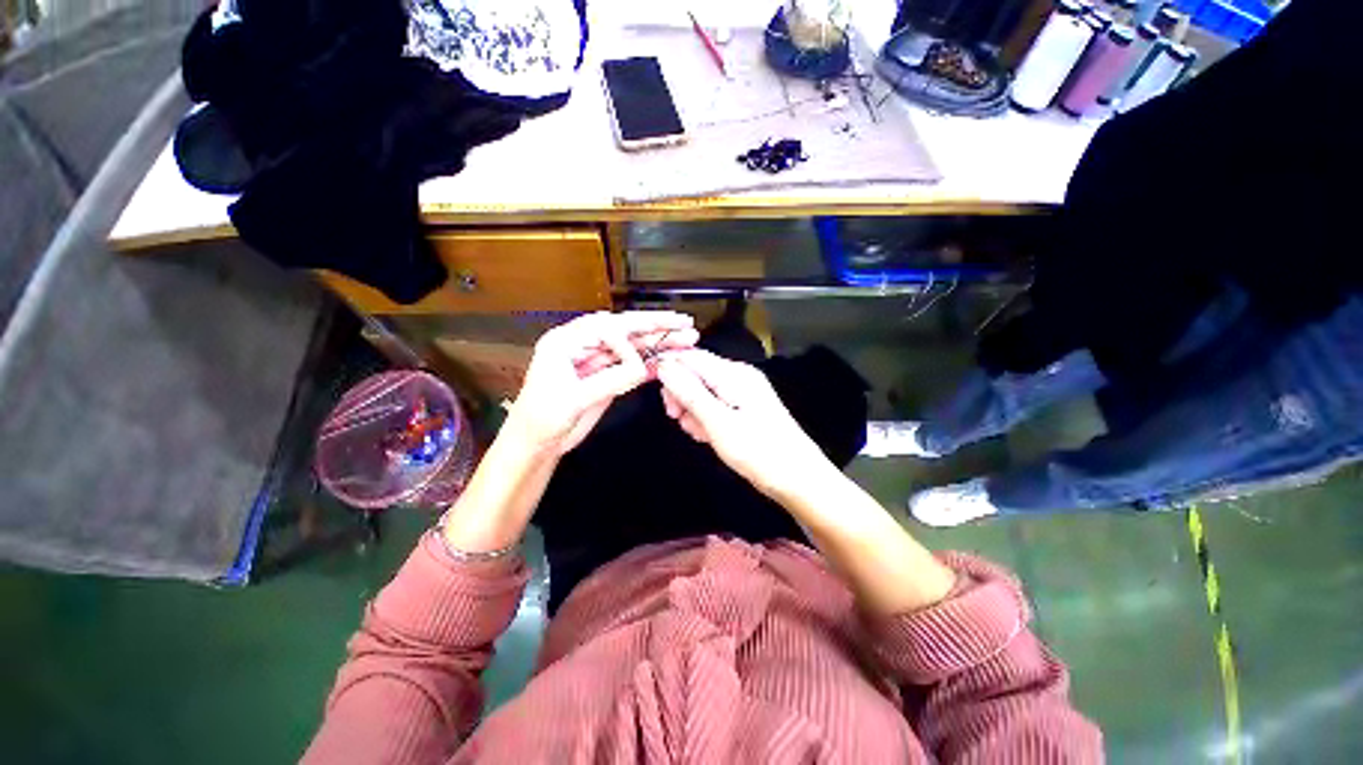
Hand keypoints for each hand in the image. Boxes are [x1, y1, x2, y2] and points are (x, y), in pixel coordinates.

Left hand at [505, 311, 697, 456]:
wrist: (536, 444)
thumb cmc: (540, 419)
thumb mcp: (573, 399)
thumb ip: (610, 380)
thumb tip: (642, 367)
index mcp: (565, 341)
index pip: (606, 327)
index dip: (630, 336)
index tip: (641, 359)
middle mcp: (582, 345)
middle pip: (623, 330)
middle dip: (654, 326)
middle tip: (682, 322)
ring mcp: (596, 361)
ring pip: (631, 347)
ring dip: (657, 344)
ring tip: (685, 339)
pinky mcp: (606, 377)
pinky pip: (631, 367)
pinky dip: (649, 364)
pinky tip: (666, 361)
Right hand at [655, 349, 833, 498]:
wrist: (799, 479)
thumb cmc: (759, 452)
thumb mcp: (718, 423)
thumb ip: (689, 393)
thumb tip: (663, 366)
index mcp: (733, 374)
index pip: (691, 357)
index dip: (668, 369)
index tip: (655, 392)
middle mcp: (738, 376)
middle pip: (696, 373)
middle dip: (681, 394)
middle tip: (677, 419)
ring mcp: (743, 392)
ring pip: (703, 391)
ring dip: (693, 409)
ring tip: (698, 433)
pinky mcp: (745, 408)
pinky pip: (716, 405)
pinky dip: (706, 418)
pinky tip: (707, 435)